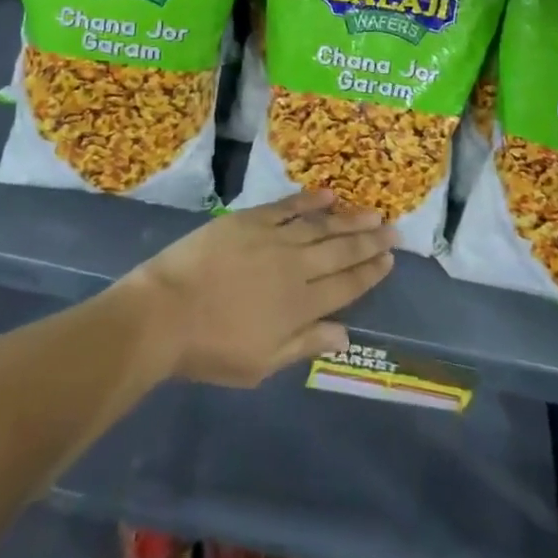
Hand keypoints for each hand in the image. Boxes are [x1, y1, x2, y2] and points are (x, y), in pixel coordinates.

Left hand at [118, 192, 394, 387]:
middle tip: (394, 230)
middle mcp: (294, 269)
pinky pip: (287, 206)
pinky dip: (309, 200)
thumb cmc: (209, 348)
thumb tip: (346, 335)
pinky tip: (328, 194)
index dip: (369, 273)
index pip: (344, 287)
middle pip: (339, 252)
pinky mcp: (250, 220)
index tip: (389, 260)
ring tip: (373, 212)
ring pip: (320, 226)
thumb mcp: (260, 364)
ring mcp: (272, 240)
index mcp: (299, 308)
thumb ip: (304, 345)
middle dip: (369, 242)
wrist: (164, 312)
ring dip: (348, 219)